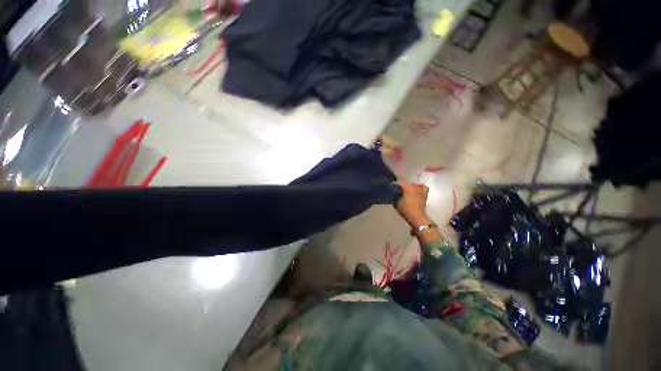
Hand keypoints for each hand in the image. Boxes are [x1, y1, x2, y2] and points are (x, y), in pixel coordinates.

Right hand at [394, 180, 431, 226]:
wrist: (417, 217)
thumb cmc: (405, 210)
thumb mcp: (396, 203)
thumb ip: (395, 196)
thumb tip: (394, 193)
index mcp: (407, 188)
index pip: (399, 182)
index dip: (394, 184)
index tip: (391, 186)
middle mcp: (414, 187)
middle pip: (406, 183)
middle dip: (401, 185)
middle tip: (397, 190)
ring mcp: (420, 190)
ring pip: (414, 184)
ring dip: (409, 186)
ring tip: (406, 190)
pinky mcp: (424, 194)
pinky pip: (423, 187)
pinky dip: (419, 187)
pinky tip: (416, 189)